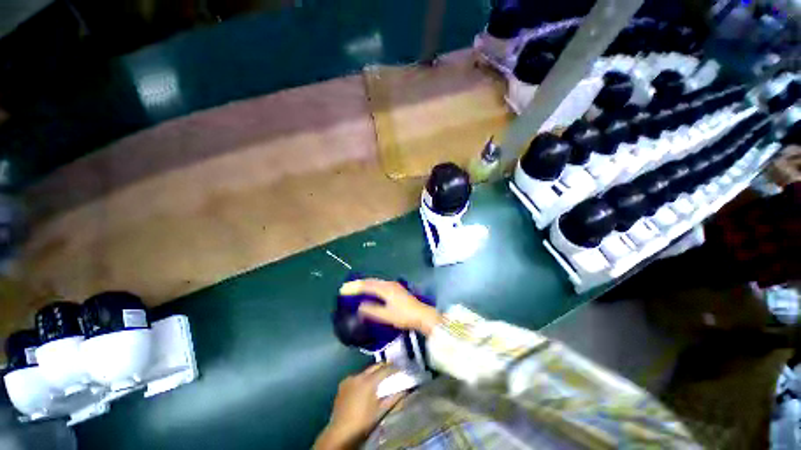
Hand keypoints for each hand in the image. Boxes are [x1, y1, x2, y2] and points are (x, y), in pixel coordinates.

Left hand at [314, 364, 404, 449]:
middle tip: (391, 369)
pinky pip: (356, 377)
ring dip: (373, 373)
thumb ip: (392, 399)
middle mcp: (358, 376)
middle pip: (374, 367)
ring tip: (379, 378)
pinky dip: (363, 379)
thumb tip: (403, 391)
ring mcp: (349, 379)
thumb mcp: (380, 411)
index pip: (384, 370)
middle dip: (383, 367)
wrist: (340, 432)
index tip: (400, 369)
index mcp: (368, 382)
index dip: (393, 368)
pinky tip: (365, 385)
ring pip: (365, 371)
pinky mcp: (343, 384)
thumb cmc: (362, 422)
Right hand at [340, 279, 441, 335]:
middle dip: (359, 284)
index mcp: (385, 289)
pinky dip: (372, 286)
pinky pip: (380, 284)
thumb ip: (373, 311)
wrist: (421, 315)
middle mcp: (389, 284)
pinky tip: (371, 291)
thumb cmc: (404, 316)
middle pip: (371, 281)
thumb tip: (359, 307)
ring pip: (376, 282)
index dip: (355, 287)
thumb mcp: (387, 316)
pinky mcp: (396, 289)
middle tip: (347, 287)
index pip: (367, 286)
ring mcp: (394, 286)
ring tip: (356, 288)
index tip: (343, 290)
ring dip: (366, 284)